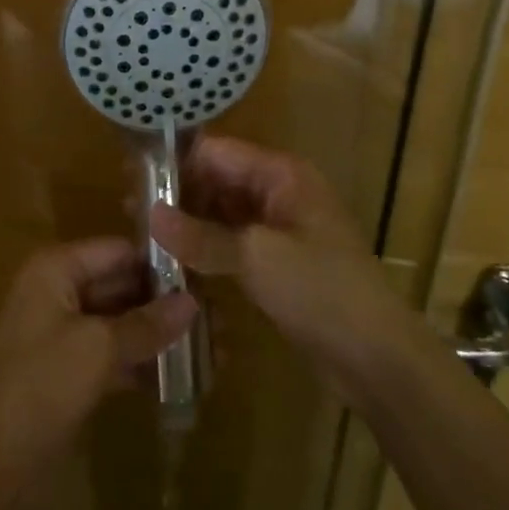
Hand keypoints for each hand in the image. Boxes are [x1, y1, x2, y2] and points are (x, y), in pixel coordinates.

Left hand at [0, 239, 195, 492]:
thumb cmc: (41, 386)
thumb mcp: (98, 349)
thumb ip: (147, 323)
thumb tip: (194, 303)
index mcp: (56, 269)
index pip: (118, 250)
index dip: (160, 262)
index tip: (207, 276)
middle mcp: (59, 290)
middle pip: (122, 284)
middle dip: (166, 303)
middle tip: (219, 318)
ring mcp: (63, 330)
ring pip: (120, 321)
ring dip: (160, 335)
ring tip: (213, 348)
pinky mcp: (69, 367)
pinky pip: (112, 352)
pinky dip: (142, 362)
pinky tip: (183, 377)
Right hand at [150, 137, 412, 402]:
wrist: (377, 357)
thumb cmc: (321, 290)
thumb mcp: (257, 257)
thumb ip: (201, 235)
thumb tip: (150, 214)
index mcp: (282, 175)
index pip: (218, 152)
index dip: (178, 164)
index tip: (135, 182)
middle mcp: (279, 192)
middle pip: (218, 180)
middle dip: (180, 195)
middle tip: (131, 215)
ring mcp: (278, 229)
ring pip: (222, 214)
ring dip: (189, 224)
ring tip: (144, 238)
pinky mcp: (276, 263)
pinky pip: (232, 243)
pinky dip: (206, 249)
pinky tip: (174, 261)